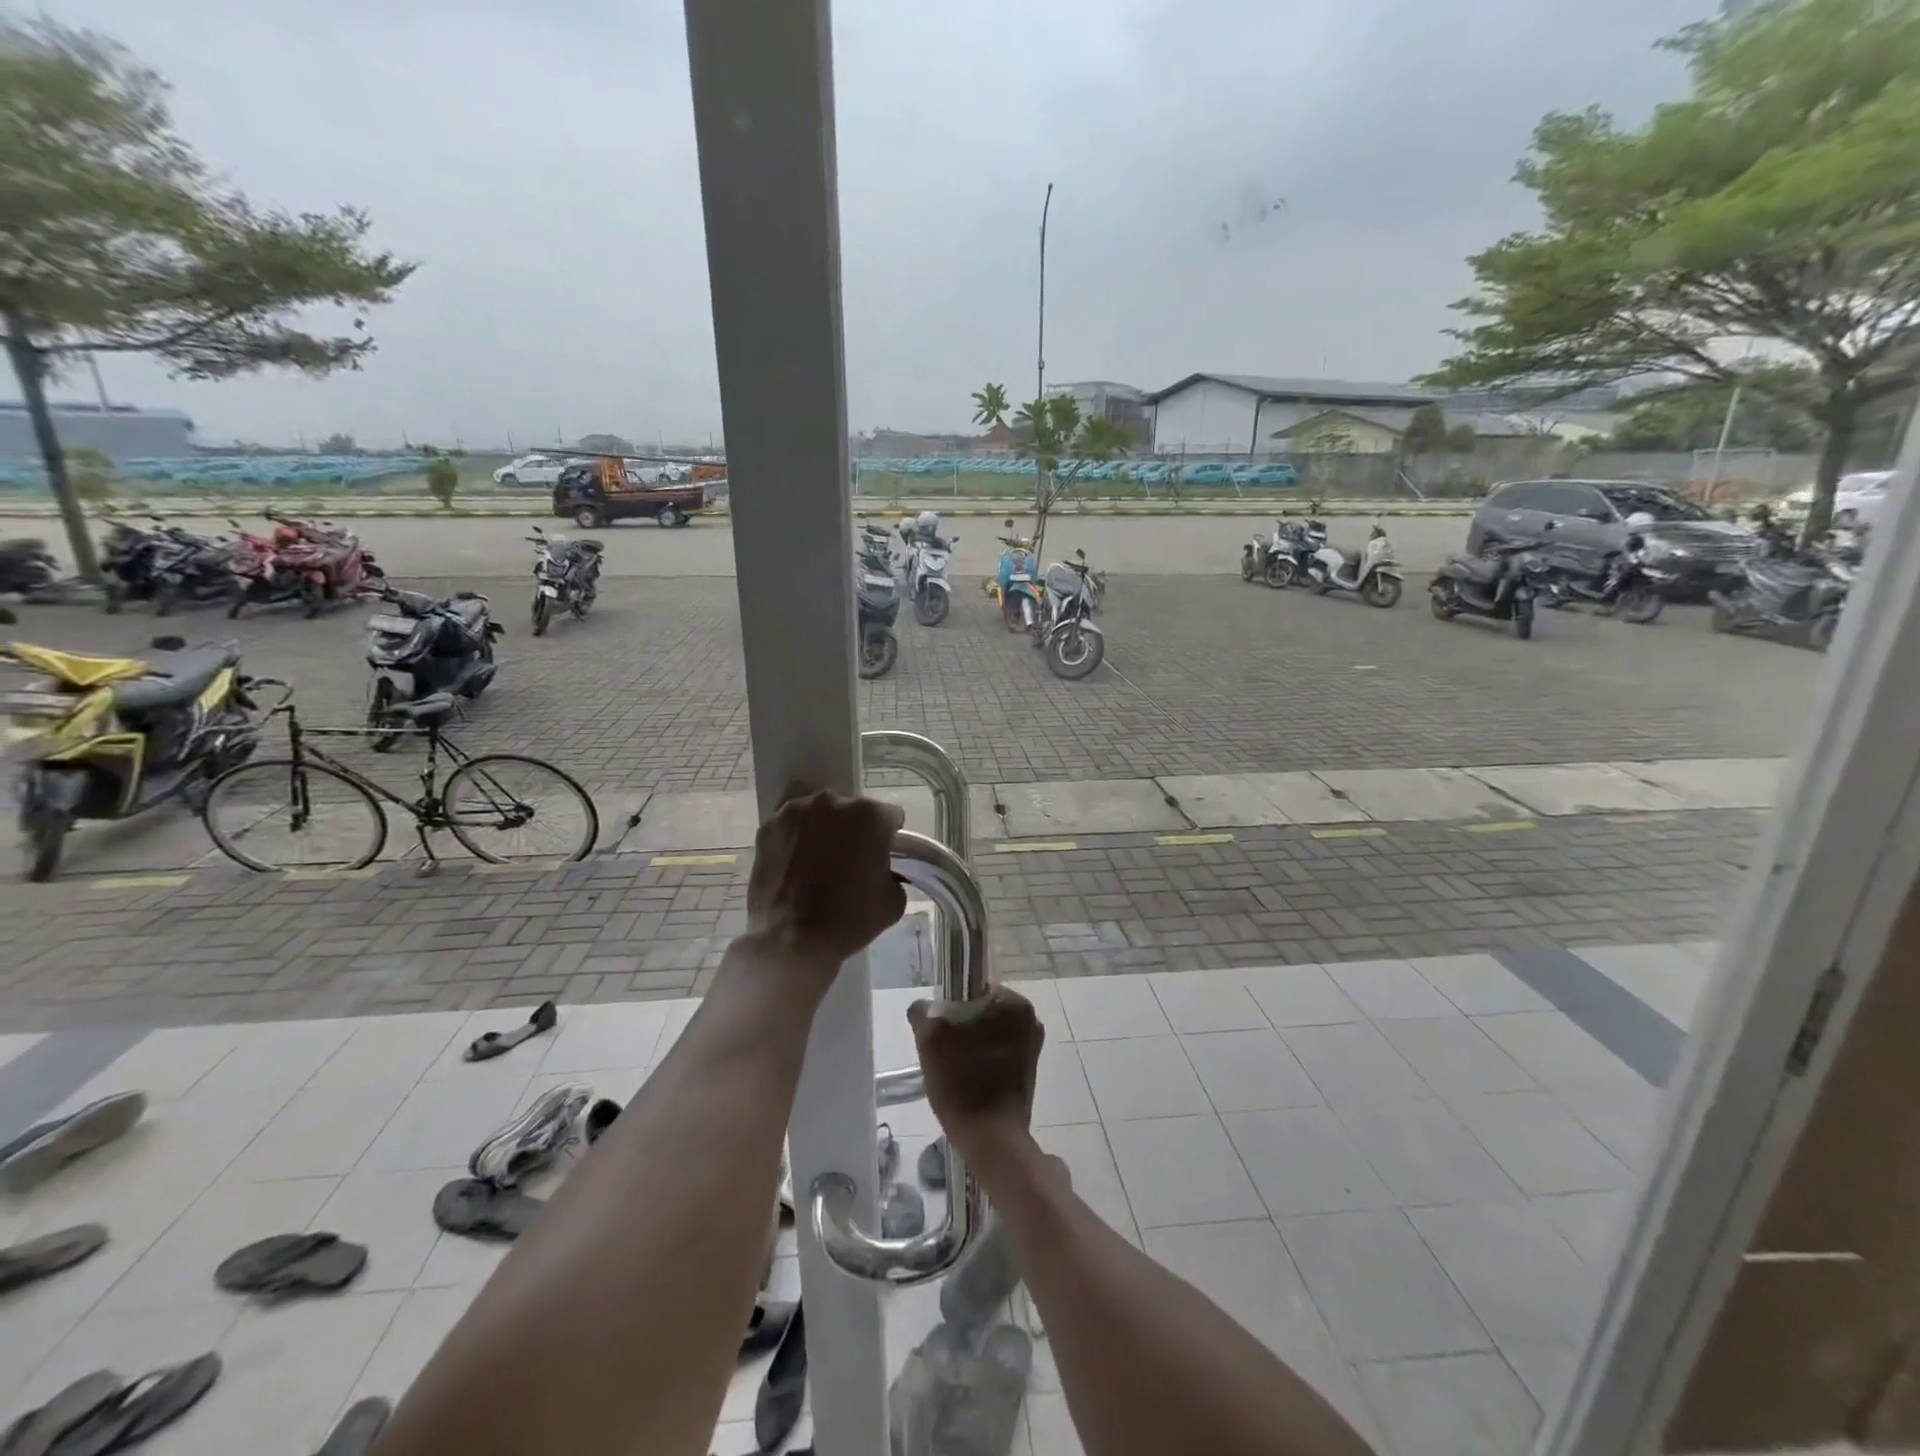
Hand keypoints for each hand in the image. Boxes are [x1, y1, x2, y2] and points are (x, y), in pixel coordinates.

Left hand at [746, 789, 905, 976]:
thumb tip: (882, 870)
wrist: (790, 940)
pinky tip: (795, 865)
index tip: (882, 856)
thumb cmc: (849, 920)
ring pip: (820, 815)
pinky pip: (792, 827)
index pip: (890, 816)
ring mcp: (796, 811)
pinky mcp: (768, 826)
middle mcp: (833, 802)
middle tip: (850, 861)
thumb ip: (893, 873)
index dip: (889, 837)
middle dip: (855, 830)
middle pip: (853, 811)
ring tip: (818, 863)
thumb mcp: (893, 901)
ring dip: (824, 830)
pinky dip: (796, 839)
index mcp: (870, 815)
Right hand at [908, 988, 1042, 1161]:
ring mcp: (1032, 1047)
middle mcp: (1031, 1020)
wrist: (992, 1141)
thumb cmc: (963, 1083)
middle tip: (941, 1050)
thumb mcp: (931, 1040)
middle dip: (960, 1026)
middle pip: (981, 1011)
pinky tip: (966, 1081)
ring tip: (952, 1068)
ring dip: (969, 1045)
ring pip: (988, 1033)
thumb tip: (923, 1007)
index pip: (973, 989)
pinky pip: (996, 1054)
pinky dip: (981, 1061)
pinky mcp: (1029, 1071)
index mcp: (1015, 1004)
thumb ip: (923, 1012)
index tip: (938, 1028)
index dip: (950, 1005)